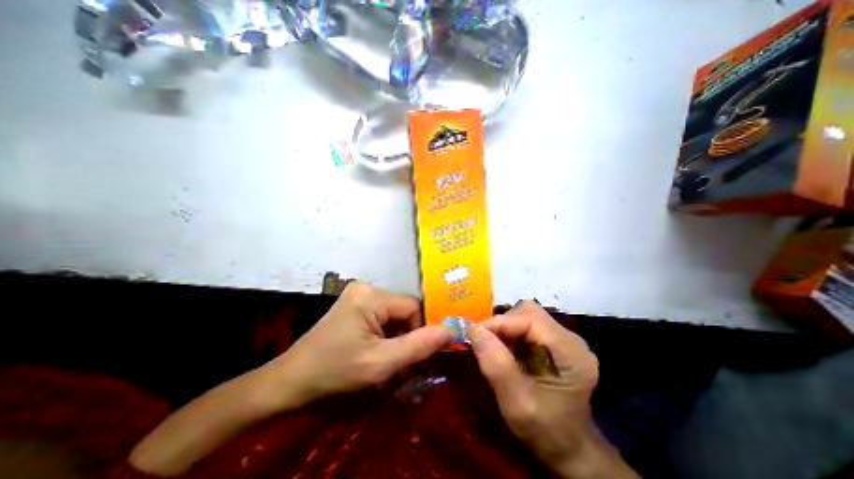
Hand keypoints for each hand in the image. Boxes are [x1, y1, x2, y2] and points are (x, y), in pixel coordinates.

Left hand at [262, 282, 451, 409]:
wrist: (291, 381)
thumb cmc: (334, 371)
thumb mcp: (381, 363)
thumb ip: (418, 346)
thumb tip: (451, 329)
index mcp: (371, 295)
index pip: (412, 307)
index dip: (417, 332)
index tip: (412, 358)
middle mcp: (367, 288)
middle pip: (403, 311)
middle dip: (405, 338)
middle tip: (399, 365)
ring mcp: (359, 296)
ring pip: (394, 316)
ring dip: (396, 340)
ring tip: (386, 362)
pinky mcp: (355, 305)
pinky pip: (382, 318)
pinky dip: (385, 337)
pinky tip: (376, 353)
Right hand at [469, 301, 637, 476]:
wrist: (567, 447)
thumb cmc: (545, 431)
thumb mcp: (517, 404)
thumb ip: (496, 365)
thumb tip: (474, 330)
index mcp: (571, 353)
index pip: (531, 319)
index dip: (500, 322)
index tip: (474, 333)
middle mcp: (570, 339)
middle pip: (529, 312)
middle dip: (502, 324)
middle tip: (483, 341)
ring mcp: (563, 338)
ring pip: (526, 315)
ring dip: (505, 327)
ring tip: (493, 347)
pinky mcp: (554, 341)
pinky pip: (526, 325)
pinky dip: (509, 333)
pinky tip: (504, 349)